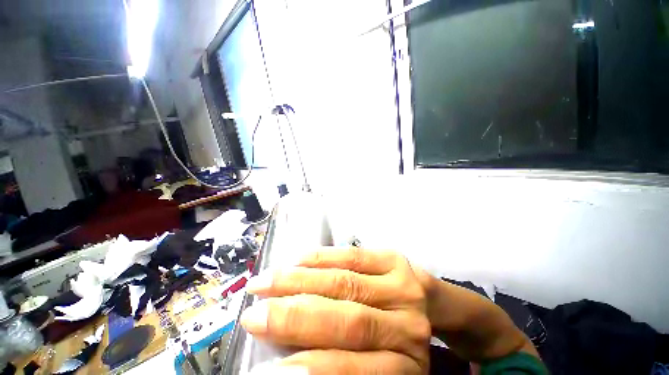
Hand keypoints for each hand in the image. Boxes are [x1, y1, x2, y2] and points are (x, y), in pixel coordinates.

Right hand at [241, 247, 431, 373]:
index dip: (308, 368)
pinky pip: (353, 256)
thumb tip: (292, 367)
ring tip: (265, 282)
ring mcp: (403, 287)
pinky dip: (322, 258)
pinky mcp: (395, 259)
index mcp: (404, 368)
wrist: (432, 306)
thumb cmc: (400, 340)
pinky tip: (297, 259)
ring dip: (299, 281)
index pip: (352, 370)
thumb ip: (344, 367)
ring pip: (345, 282)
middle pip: (346, 320)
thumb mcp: (380, 366)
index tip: (265, 369)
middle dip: (293, 317)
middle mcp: (408, 328)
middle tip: (253, 315)